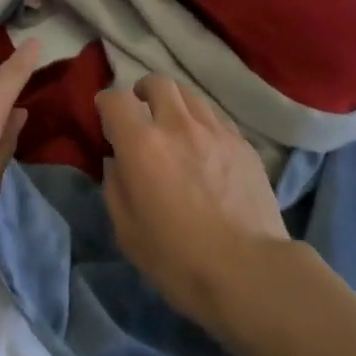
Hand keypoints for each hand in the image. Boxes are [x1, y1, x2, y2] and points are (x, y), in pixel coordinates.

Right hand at [98, 75, 290, 338]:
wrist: (250, 272)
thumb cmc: (179, 260)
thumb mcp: (128, 233)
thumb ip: (115, 188)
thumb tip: (116, 162)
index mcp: (142, 145)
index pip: (116, 99)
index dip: (106, 103)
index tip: (105, 116)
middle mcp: (177, 125)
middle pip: (157, 83)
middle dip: (143, 92)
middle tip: (142, 112)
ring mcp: (215, 130)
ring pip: (190, 95)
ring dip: (174, 103)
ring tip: (174, 125)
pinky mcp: (242, 142)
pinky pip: (216, 116)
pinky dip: (202, 121)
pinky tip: (204, 145)